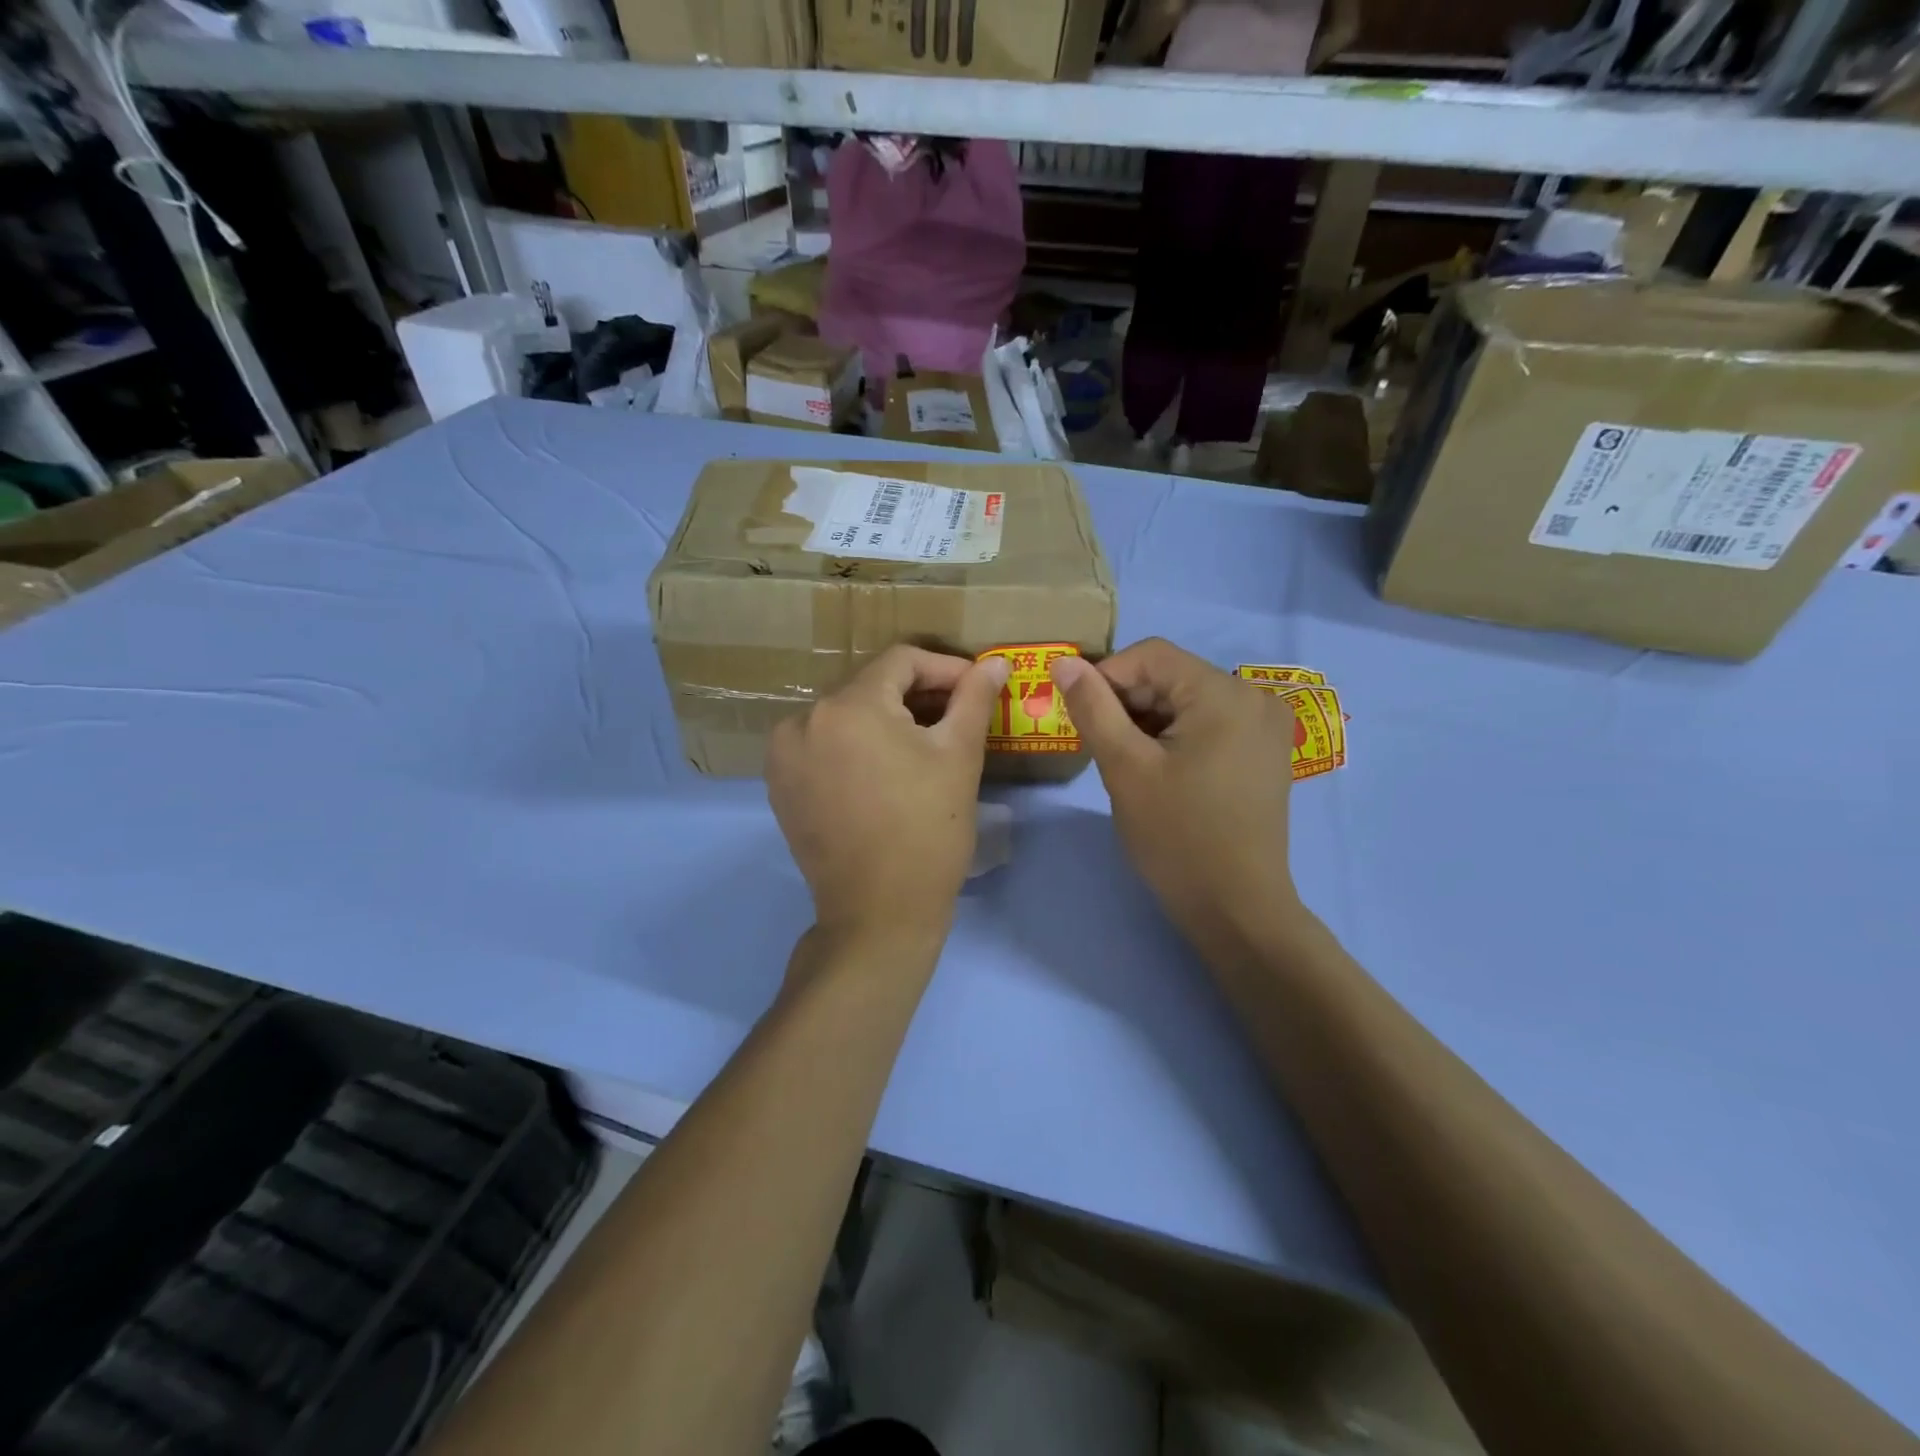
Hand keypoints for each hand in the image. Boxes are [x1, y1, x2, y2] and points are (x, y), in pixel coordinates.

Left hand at [768, 646, 1008, 946]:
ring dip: (886, 720)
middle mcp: (803, 719)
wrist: (879, 915)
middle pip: (870, 686)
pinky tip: (884, 771)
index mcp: (847, 706)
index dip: (945, 668)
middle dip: (917, 695)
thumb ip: (975, 698)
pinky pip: (824, 745)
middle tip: (956, 718)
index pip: (901, 661)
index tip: (976, 689)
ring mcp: (784, 755)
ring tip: (923, 746)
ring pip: (846, 715)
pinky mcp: (780, 785)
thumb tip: (996, 662)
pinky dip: (856, 746)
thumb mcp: (959, 757)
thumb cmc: (928, 832)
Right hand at [1051, 639, 1299, 955]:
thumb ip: (1093, 708)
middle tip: (1102, 747)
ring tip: (1129, 764)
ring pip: (1187, 700)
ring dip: (1149, 721)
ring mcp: (1265, 726)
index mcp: (1225, 694)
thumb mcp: (1124, 768)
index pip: (1151, 655)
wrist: (1236, 908)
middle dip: (1129, 703)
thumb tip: (1063, 663)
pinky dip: (1176, 735)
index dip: (1106, 677)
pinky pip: (1209, 723)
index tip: (1080, 716)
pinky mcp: (1264, 751)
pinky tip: (1159, 770)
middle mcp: (1254, 697)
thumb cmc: (1177, 837)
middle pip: (1172, 676)